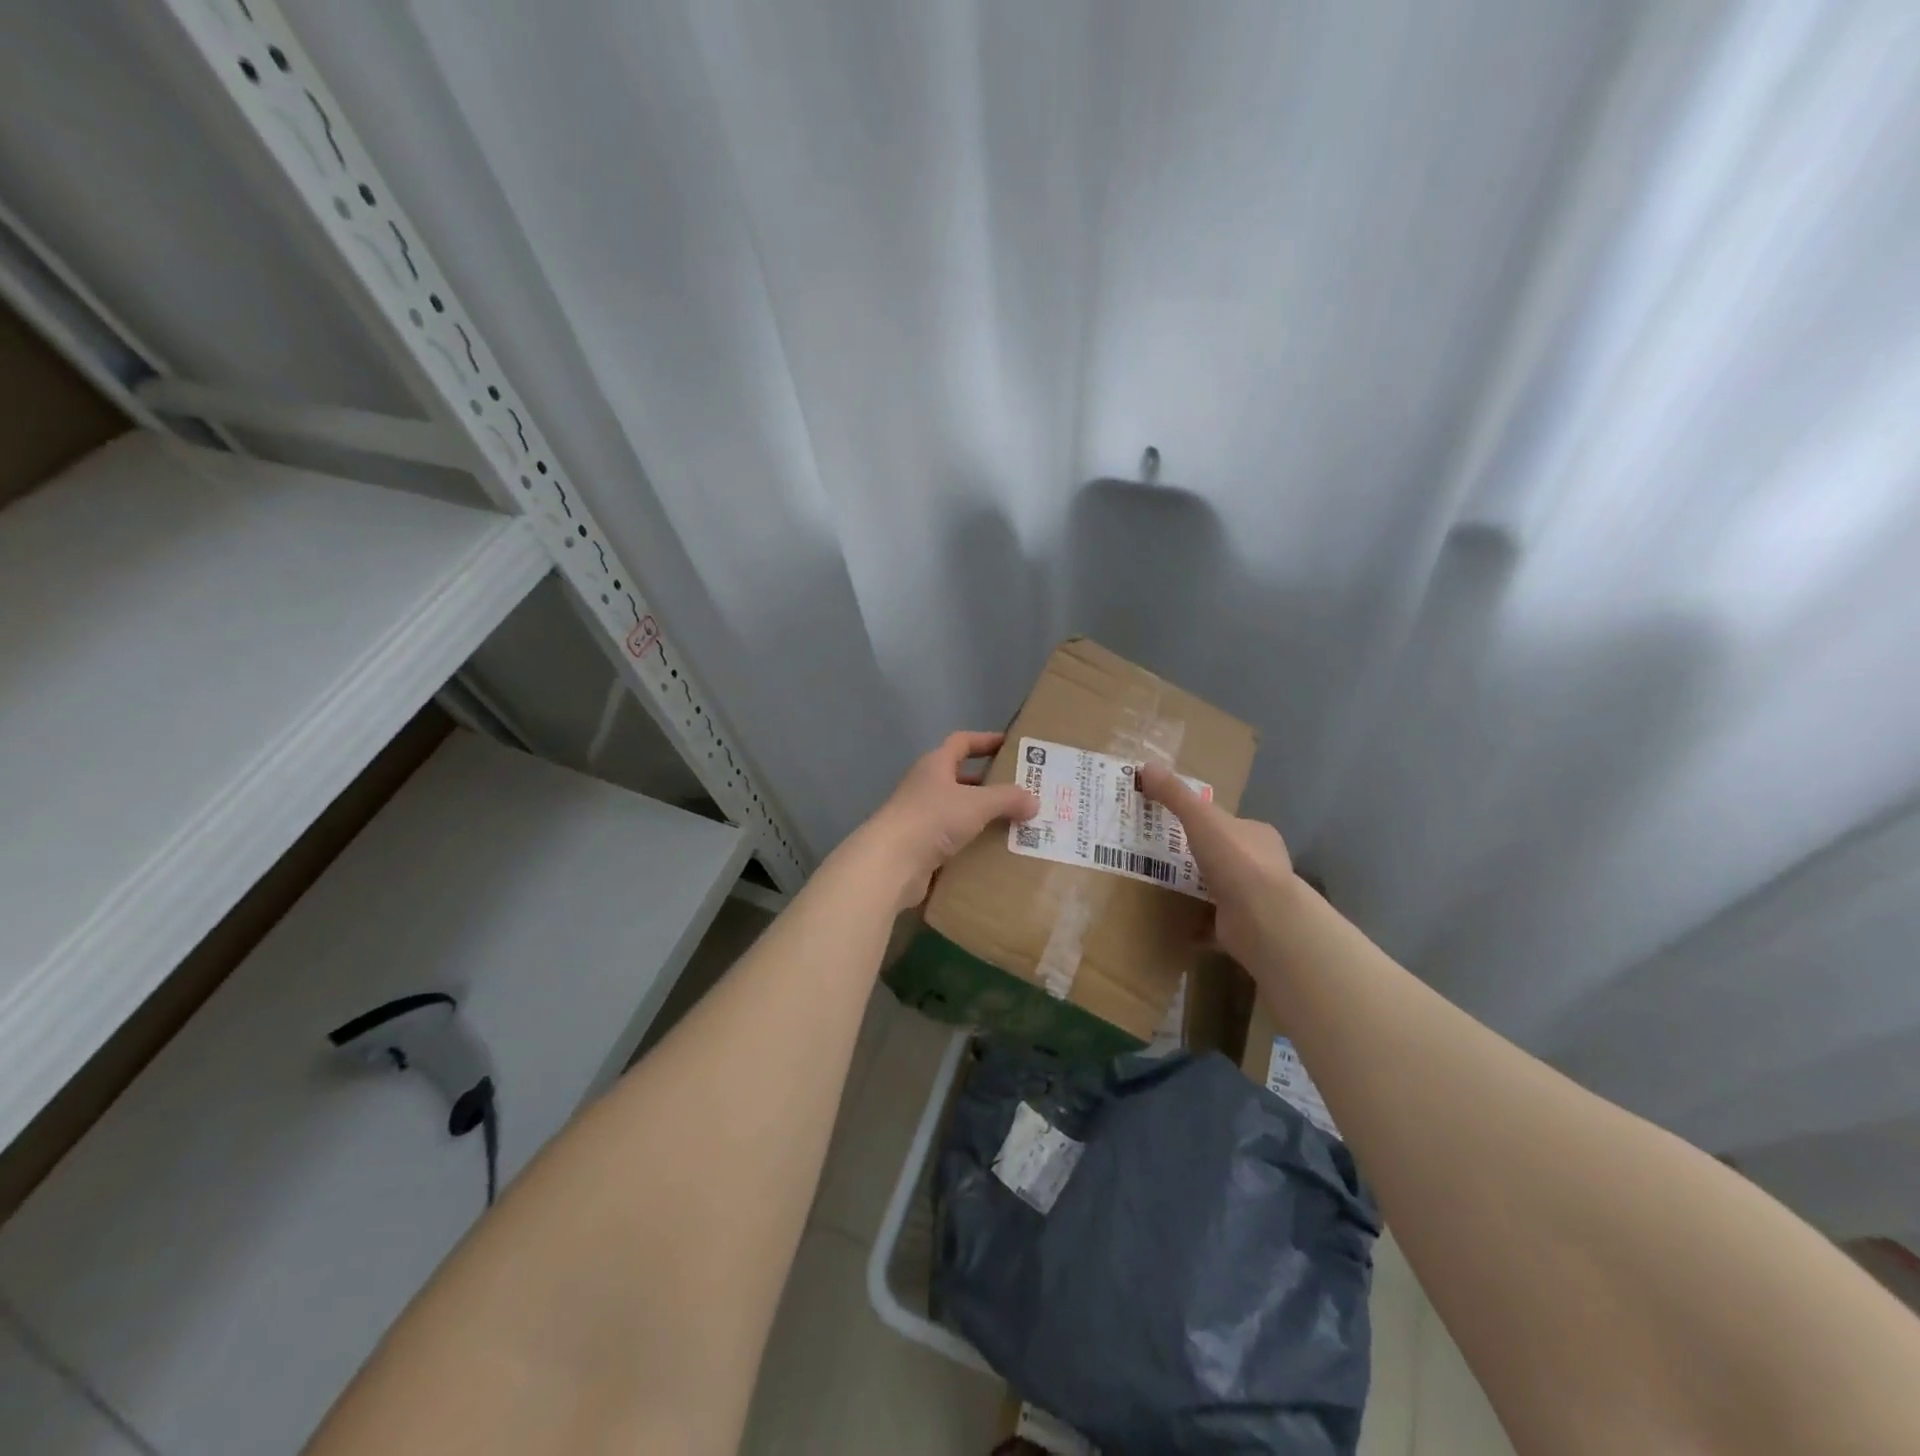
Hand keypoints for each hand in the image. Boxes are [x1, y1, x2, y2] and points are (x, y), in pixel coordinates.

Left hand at [855, 731, 1037, 911]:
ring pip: (960, 811)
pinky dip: (974, 843)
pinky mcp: (921, 847)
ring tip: (1017, 824)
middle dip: (991, 784)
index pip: (962, 742)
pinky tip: (996, 852)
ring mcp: (922, 817)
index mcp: (935, 765)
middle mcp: (926, 786)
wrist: (891, 863)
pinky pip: (954, 840)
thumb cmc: (933, 819)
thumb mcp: (977, 803)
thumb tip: (1034, 801)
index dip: (986, 740)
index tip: (1012, 745)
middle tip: (1023, 792)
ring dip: (985, 816)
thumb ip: (1008, 798)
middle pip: (962, 778)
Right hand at [1137, 762, 1296, 970]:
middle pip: (1224, 854)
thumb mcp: (1200, 818)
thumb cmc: (1236, 860)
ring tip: (1164, 885)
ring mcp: (1256, 898)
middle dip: (1199, 855)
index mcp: (1257, 834)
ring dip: (1198, 887)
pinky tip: (1175, 920)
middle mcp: (1262, 864)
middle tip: (1162, 854)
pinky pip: (1216, 920)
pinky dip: (1198, 920)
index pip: (1229, 823)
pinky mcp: (1245, 926)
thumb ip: (1174, 794)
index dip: (1204, 821)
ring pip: (1221, 887)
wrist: (1262, 918)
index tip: (1175, 824)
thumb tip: (1146, 766)